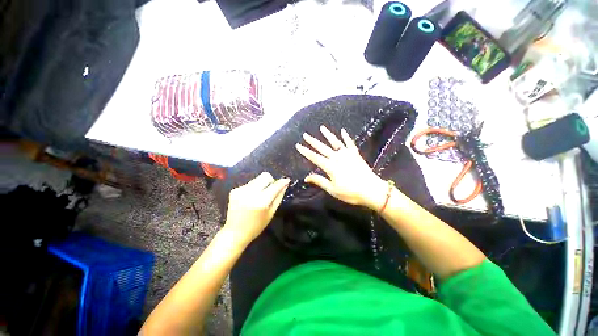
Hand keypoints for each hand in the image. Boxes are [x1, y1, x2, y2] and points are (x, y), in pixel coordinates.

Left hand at [223, 172, 289, 245]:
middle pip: (265, 176)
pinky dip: (253, 188)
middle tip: (270, 190)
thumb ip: (279, 197)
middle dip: (270, 181)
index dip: (282, 182)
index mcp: (261, 201)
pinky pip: (249, 184)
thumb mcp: (271, 213)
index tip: (287, 180)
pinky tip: (250, 198)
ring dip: (261, 185)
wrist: (234, 233)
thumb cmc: (256, 226)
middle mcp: (250, 193)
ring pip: (257, 179)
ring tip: (259, 196)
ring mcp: (240, 190)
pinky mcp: (235, 190)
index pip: (274, 186)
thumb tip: (285, 184)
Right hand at [296, 125, 388, 210]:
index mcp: (330, 166)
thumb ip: (319, 181)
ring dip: (328, 135)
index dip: (305, 151)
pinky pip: (349, 143)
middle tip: (305, 135)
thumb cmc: (350, 192)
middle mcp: (337, 157)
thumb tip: (306, 177)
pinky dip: (346, 137)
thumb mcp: (332, 189)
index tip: (298, 145)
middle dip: (312, 141)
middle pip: (322, 148)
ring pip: (335, 142)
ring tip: (322, 128)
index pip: (314, 157)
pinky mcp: (355, 154)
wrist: (371, 190)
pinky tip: (343, 131)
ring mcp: (347, 154)